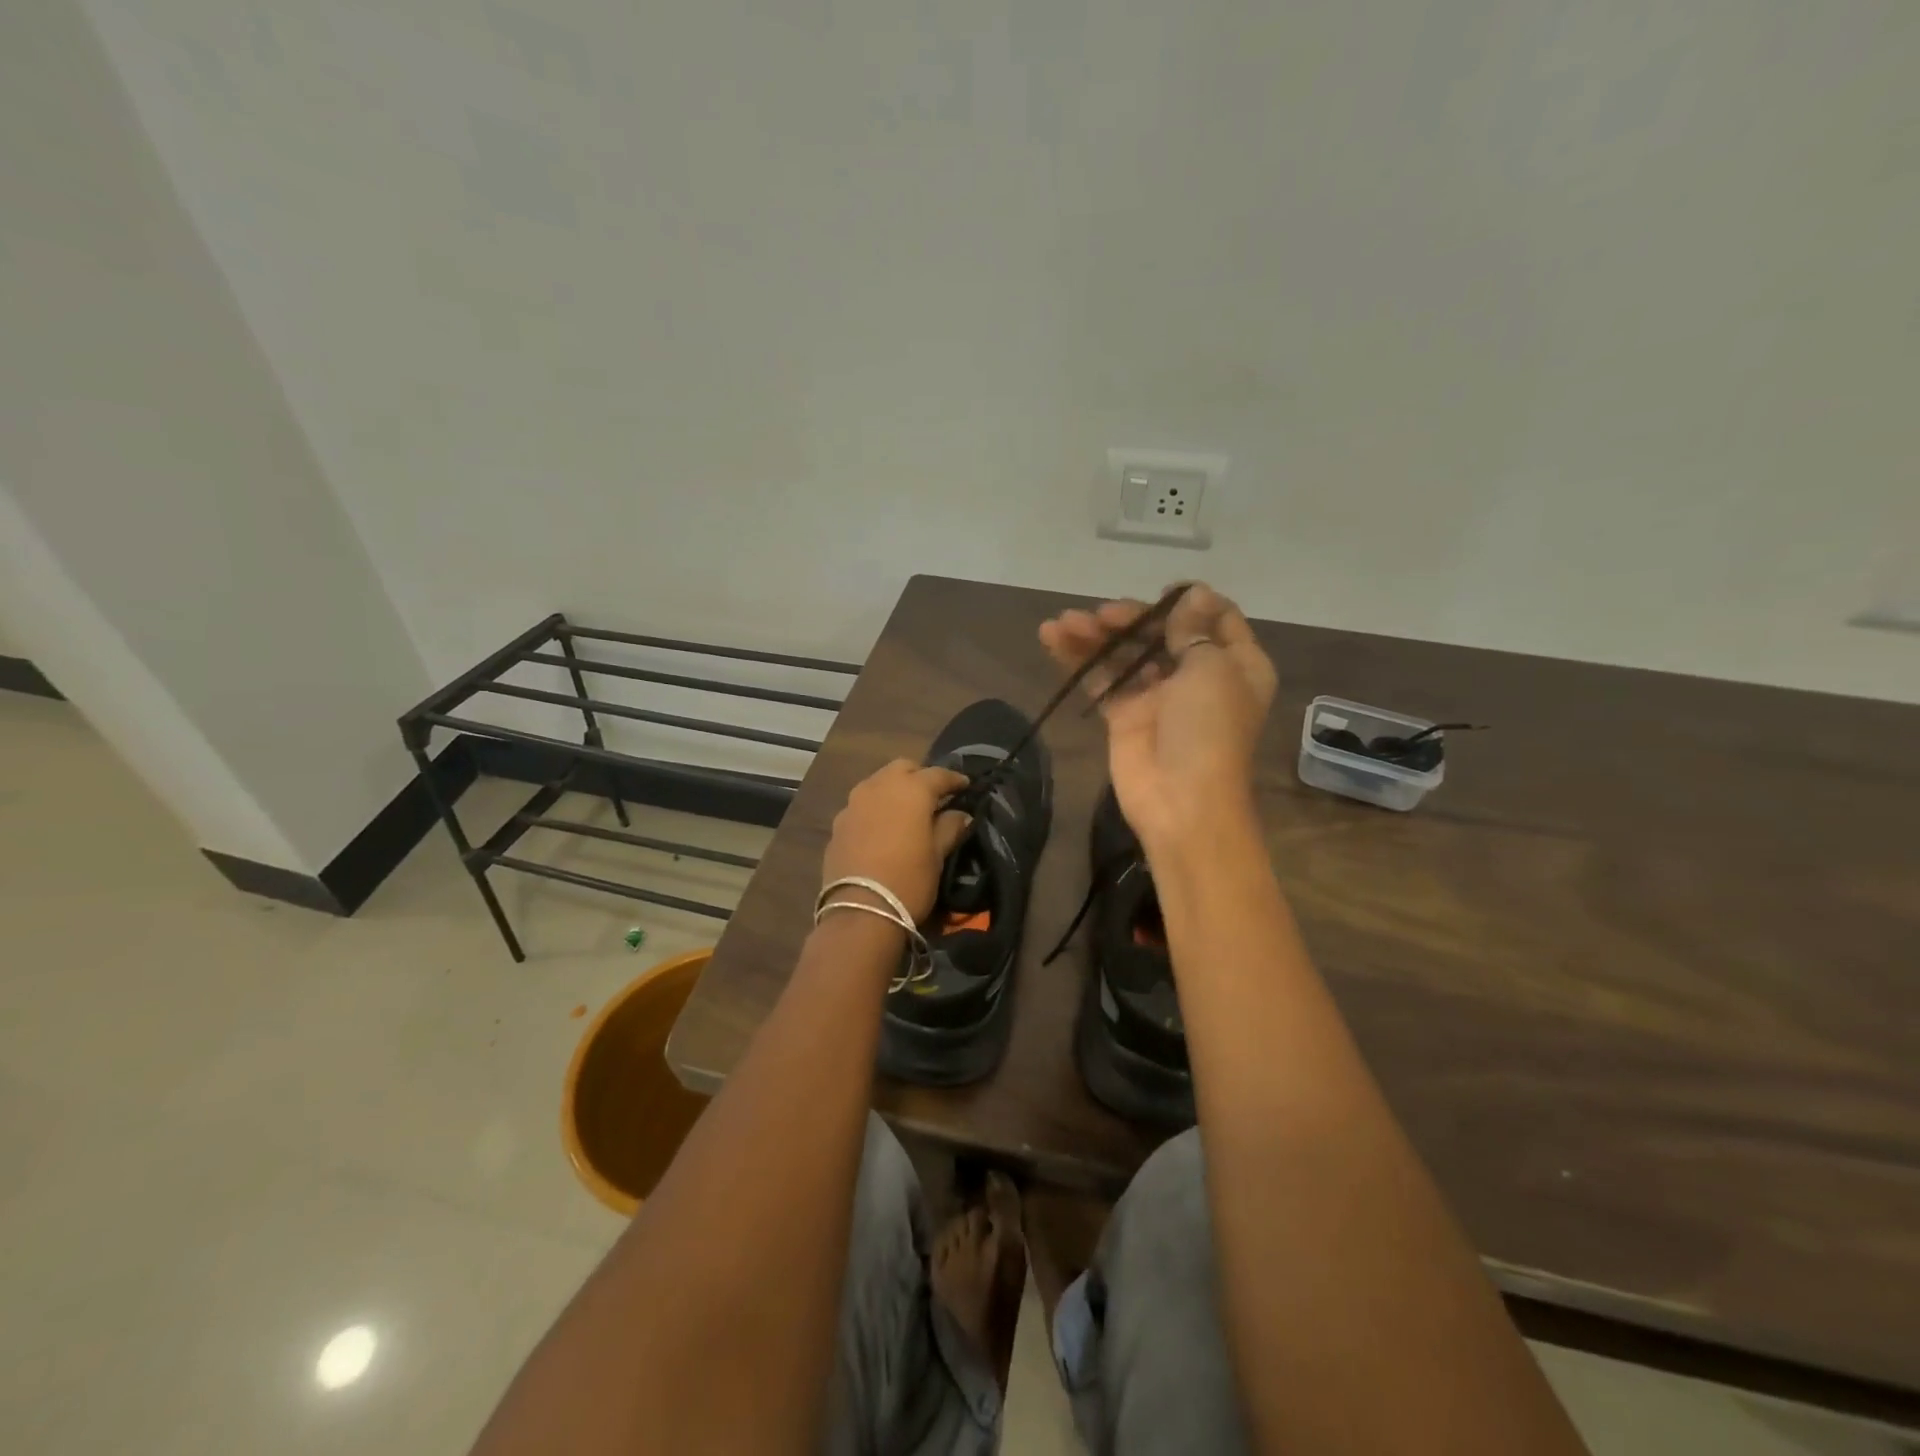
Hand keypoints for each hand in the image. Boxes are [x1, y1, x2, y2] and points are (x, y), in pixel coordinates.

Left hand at [821, 761, 972, 923]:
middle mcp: (878, 787)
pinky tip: (882, 829)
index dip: (954, 779)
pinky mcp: (838, 824)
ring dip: (894, 790)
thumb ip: (950, 828)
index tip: (965, 786)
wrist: (860, 912)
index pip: (938, 774)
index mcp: (910, 790)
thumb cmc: (909, 880)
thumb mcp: (937, 856)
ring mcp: (853, 804)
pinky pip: (861, 806)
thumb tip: (960, 815)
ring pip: (878, 783)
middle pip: (902, 769)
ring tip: (906, 811)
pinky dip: (875, 809)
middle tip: (933, 796)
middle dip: (919, 776)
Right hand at [1039, 583, 1275, 850]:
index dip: (1189, 601)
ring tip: (1062, 623)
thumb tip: (1193, 593)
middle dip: (1129, 619)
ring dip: (1095, 635)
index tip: (1160, 595)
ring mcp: (1158, 695)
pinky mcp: (1124, 714)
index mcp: (1235, 663)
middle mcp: (1198, 674)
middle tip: (1100, 616)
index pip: (1216, 618)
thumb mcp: (1211, 669)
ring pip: (1125, 653)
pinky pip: (1101, 678)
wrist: (1181, 801)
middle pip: (1161, 632)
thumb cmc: (1208, 729)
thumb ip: (1193, 630)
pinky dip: (1078, 659)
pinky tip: (1053, 639)